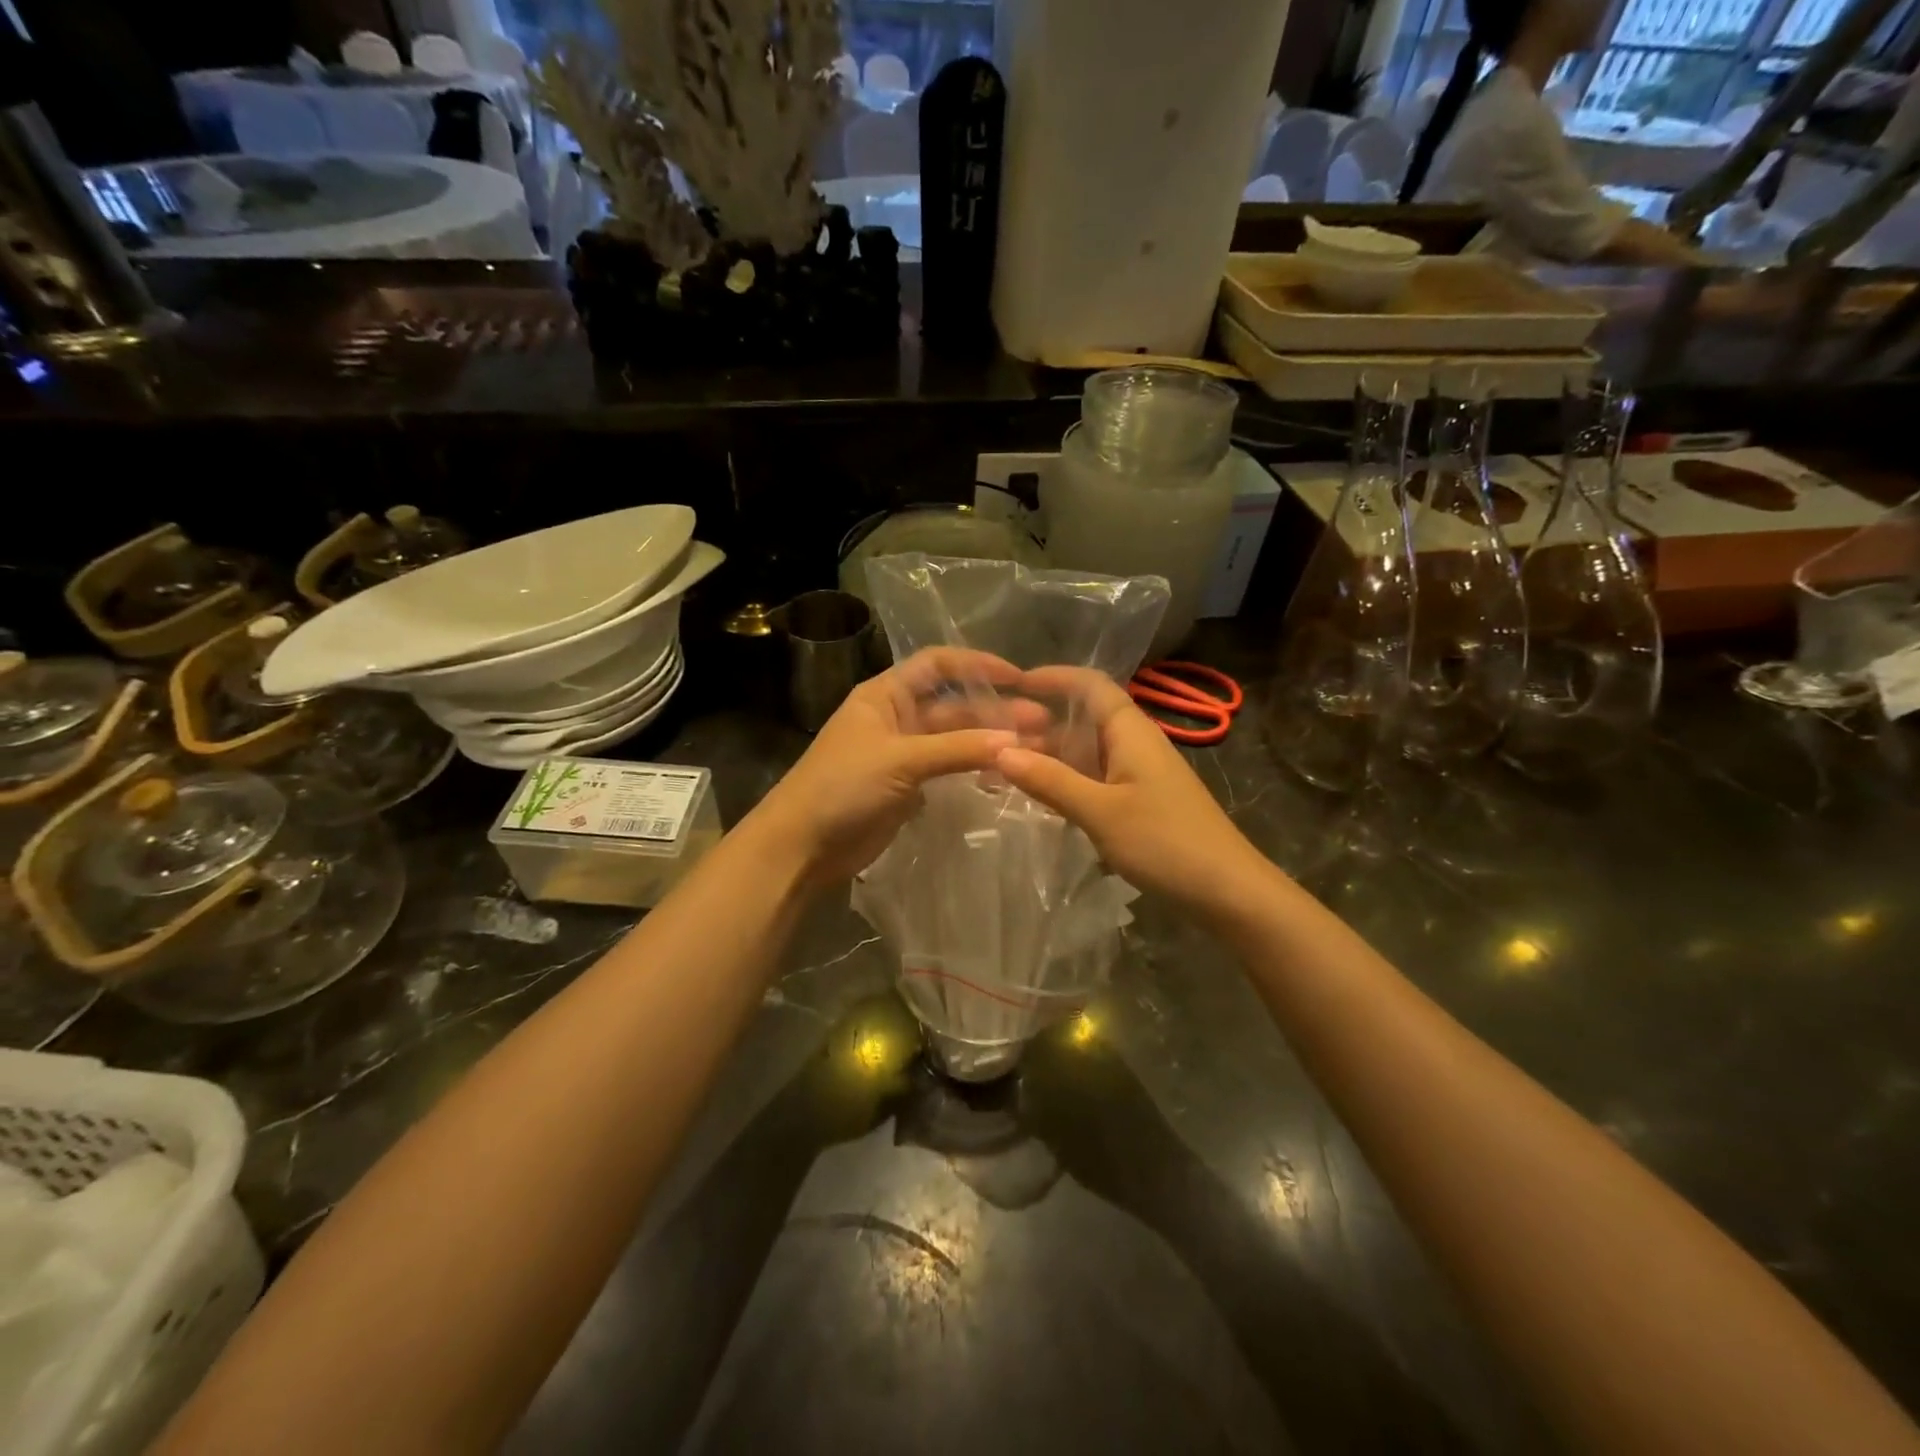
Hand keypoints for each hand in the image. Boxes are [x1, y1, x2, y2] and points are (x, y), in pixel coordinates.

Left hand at [750, 648, 1036, 885]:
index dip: (978, 666)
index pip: (939, 665)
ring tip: (1035, 748)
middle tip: (1043, 724)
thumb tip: (1016, 742)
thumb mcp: (900, 759)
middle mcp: (898, 717)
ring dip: (990, 741)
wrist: (802, 845)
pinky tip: (1006, 773)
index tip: (1020, 678)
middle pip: (954, 705)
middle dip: (996, 711)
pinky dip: (975, 768)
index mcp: (886, 694)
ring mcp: (904, 754)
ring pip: (956, 739)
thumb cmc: (842, 786)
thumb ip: (958, 749)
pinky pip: (949, 769)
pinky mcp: (908, 787)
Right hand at [993, 666, 1268, 913]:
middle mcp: (1134, 744)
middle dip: (1039, 724)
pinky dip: (1065, 782)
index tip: (1011, 685)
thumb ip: (1050, 780)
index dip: (1052, 677)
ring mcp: (1138, 774)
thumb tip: (999, 750)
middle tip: (991, 738)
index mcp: (1130, 731)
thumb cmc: (1165, 842)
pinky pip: (1094, 779)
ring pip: (1085, 753)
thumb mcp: (1100, 811)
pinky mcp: (1139, 802)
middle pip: (1082, 719)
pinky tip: (1037, 798)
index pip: (1089, 684)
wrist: (1228, 891)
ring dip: (1048, 757)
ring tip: (1001, 769)